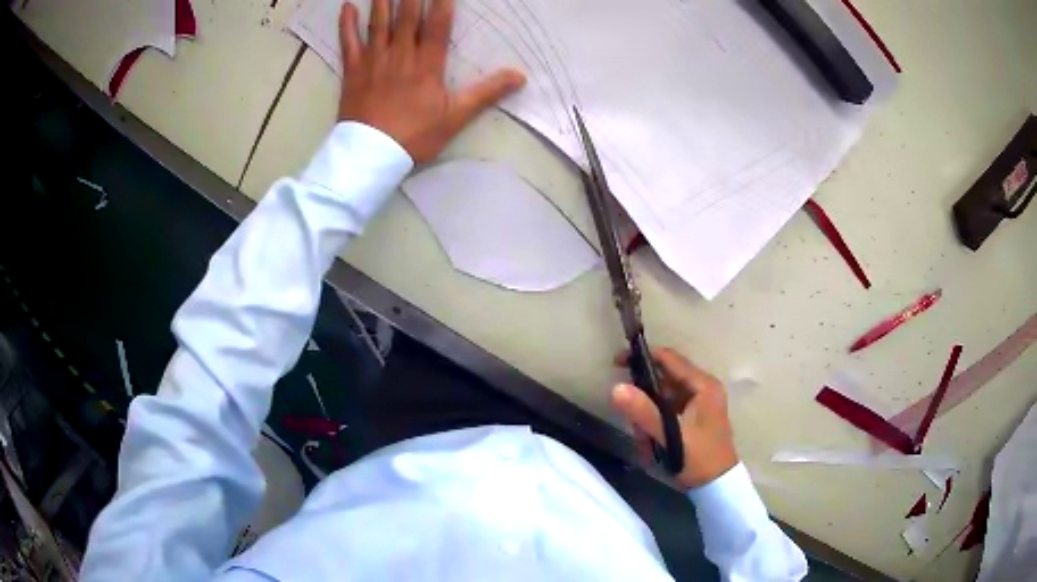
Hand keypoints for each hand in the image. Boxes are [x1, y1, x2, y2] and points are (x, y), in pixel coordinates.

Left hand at [337, 0, 525, 162]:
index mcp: (427, 64)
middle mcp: (400, 54)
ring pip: (379, 22)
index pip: (438, 24)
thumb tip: (520, 76)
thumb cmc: (414, 136)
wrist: (370, 155)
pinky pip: (348, 42)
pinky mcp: (353, 70)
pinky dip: (347, 24)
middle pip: (407, 15)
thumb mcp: (456, 116)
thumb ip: (486, 93)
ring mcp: (374, 60)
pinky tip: (347, 7)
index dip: (442, 2)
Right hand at [611, 348, 737, 489]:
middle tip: (630, 418)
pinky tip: (650, 443)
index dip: (643, 357)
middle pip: (664, 379)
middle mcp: (702, 388)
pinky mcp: (693, 417)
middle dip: (643, 398)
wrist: (717, 486)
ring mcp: (698, 403)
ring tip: (643, 440)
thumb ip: (644, 412)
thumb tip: (616, 388)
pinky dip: (655, 424)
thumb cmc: (699, 459)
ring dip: (648, 416)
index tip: (617, 364)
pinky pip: (667, 411)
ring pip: (663, 398)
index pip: (669, 359)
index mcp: (703, 386)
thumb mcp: (670, 436)